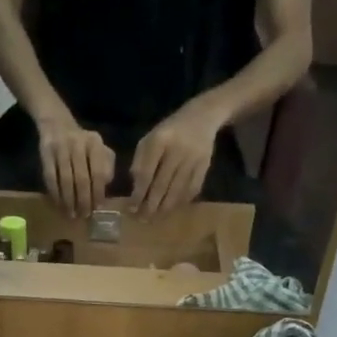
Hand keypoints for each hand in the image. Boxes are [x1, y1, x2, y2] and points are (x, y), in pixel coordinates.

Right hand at [37, 114, 116, 217]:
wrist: (57, 124)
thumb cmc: (83, 143)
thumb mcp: (99, 148)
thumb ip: (107, 166)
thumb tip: (105, 186)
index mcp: (94, 143)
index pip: (98, 172)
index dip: (98, 192)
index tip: (97, 208)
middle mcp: (78, 144)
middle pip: (81, 178)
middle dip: (83, 200)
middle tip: (83, 215)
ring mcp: (61, 148)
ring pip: (66, 180)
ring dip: (69, 200)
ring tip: (71, 214)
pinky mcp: (46, 153)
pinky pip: (51, 177)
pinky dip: (55, 193)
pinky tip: (59, 204)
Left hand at [129, 98, 224, 215]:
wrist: (202, 117)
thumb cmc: (169, 131)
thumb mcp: (149, 139)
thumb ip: (140, 161)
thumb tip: (136, 187)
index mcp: (159, 141)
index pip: (146, 173)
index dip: (138, 194)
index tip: (131, 208)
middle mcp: (176, 150)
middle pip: (161, 185)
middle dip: (150, 205)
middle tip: (143, 219)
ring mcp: (192, 159)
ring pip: (177, 190)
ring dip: (165, 208)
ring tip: (155, 218)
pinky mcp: (205, 165)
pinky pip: (192, 189)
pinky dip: (182, 201)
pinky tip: (173, 209)